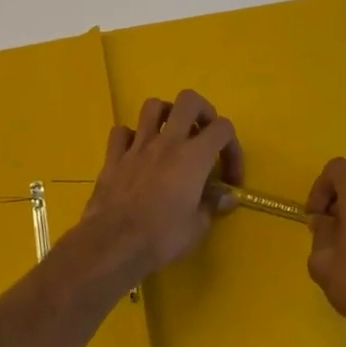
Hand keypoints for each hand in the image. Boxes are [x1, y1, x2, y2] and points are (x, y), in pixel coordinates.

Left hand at [82, 90, 241, 280]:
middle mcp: (167, 142)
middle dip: (202, 111)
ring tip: (171, 135)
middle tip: (204, 135)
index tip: (229, 178)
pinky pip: (121, 132)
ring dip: (166, 115)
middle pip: (189, 100)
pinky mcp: (113, 158)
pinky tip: (137, 153)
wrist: (113, 246)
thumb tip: (227, 197)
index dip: (233, 148)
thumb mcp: (198, 228)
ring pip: (153, 106)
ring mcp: (137, 146)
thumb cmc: (161, 238)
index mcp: (193, 156)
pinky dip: (131, 137)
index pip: (223, 128)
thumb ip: (214, 205)